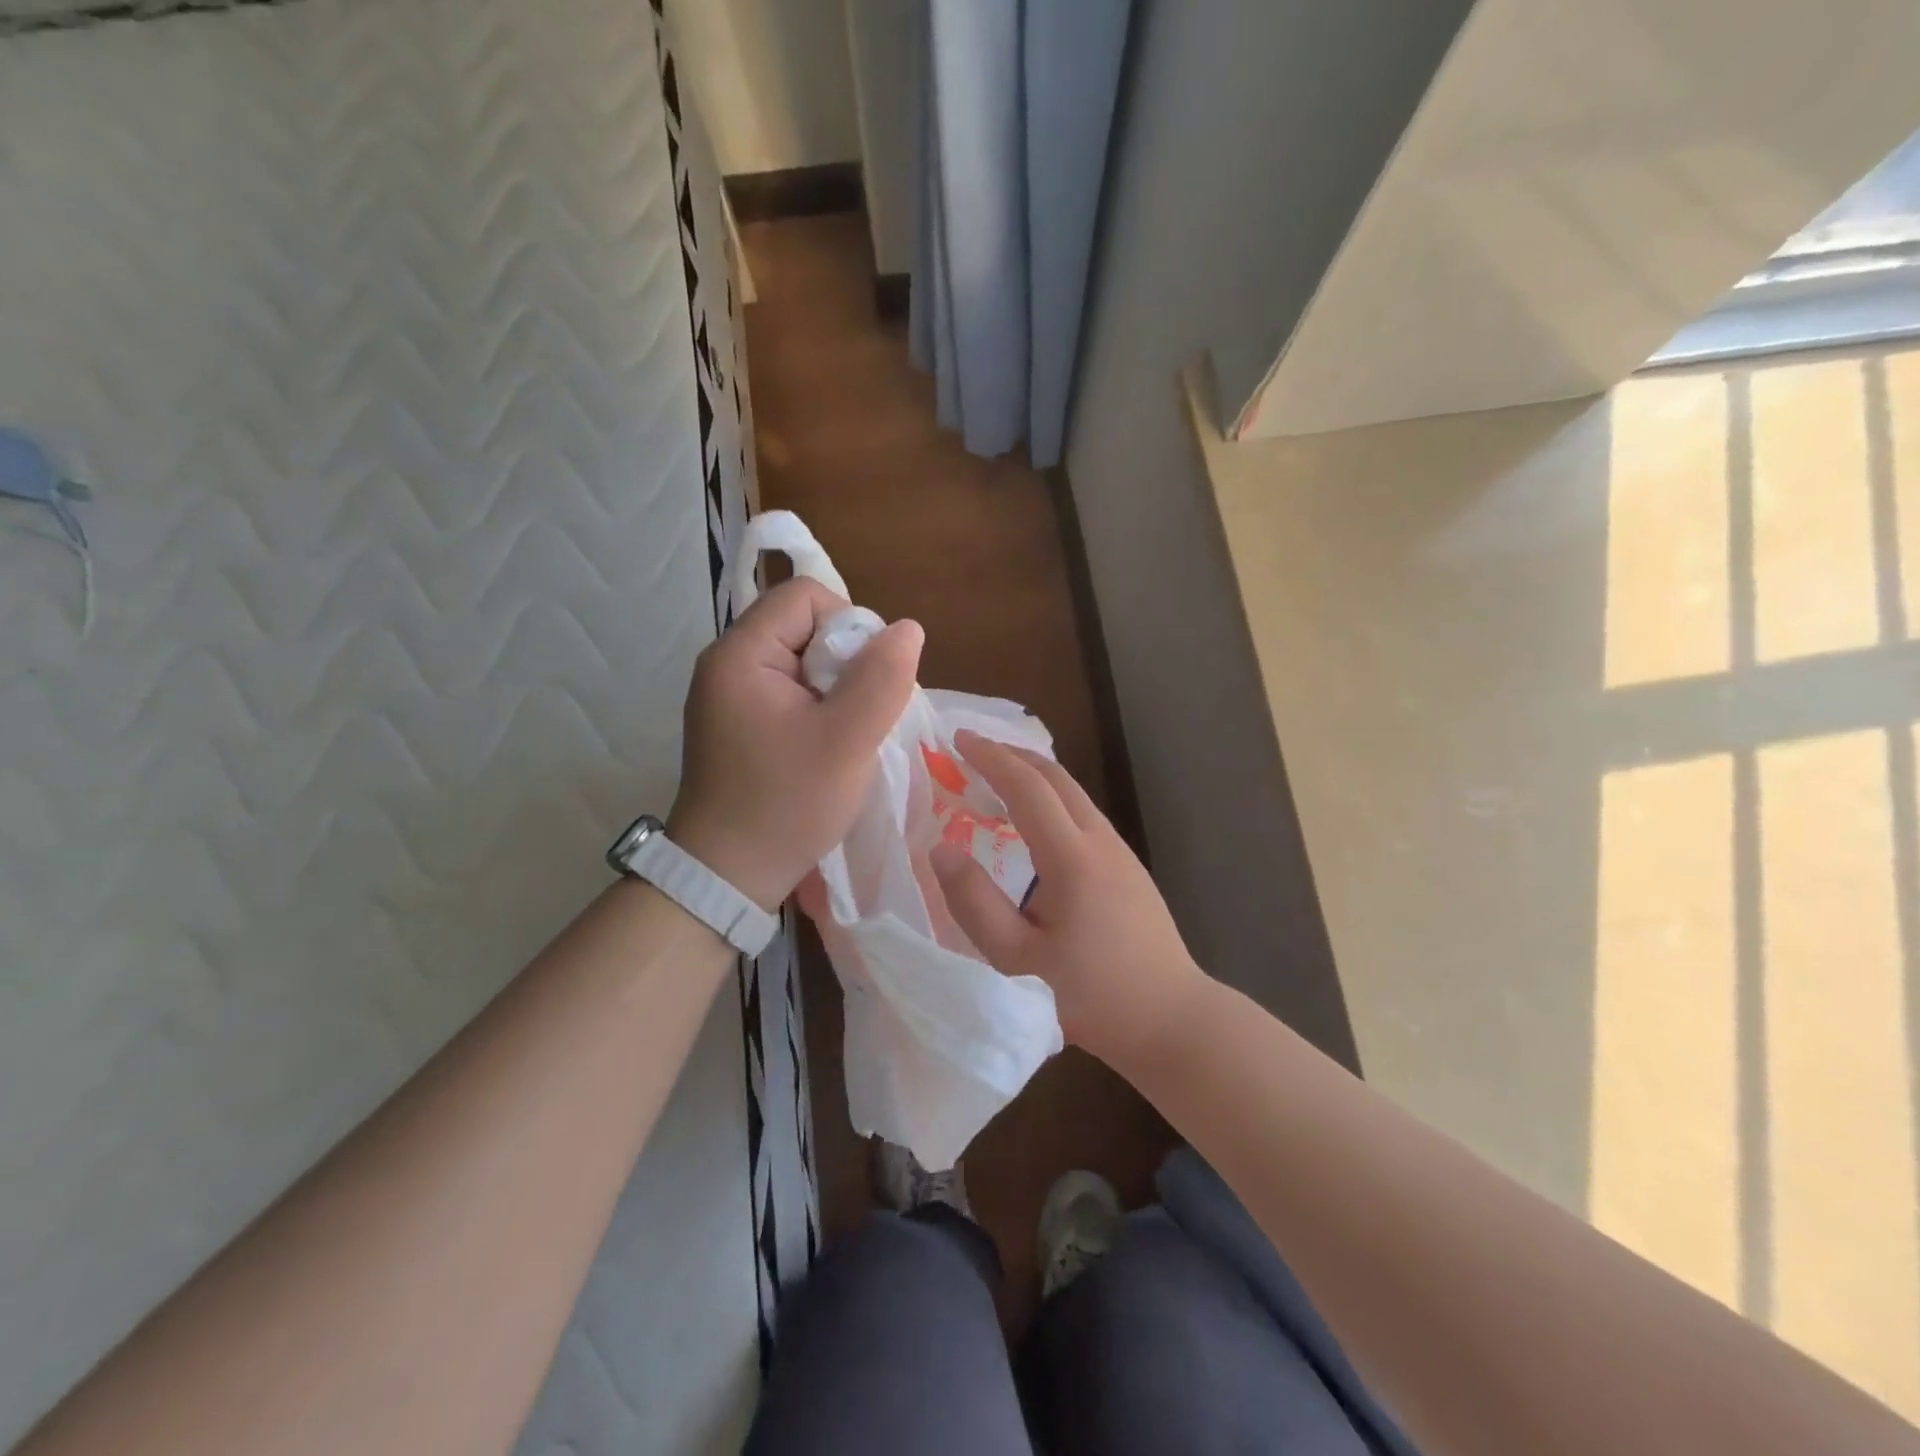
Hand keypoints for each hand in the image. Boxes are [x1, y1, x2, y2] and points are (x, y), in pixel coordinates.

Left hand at [668, 578, 923, 910]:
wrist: (727, 876)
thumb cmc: (786, 805)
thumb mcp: (846, 742)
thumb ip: (881, 679)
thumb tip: (908, 629)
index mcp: (741, 654)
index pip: (806, 596)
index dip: (850, 625)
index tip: (866, 681)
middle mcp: (728, 663)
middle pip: (804, 625)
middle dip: (846, 662)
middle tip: (858, 716)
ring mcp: (729, 695)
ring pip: (802, 661)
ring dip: (837, 689)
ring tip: (846, 735)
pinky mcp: (737, 723)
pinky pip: (790, 691)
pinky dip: (819, 709)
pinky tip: (827, 746)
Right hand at [929, 730, 1206, 1068]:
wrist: (1171, 1018)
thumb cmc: (1091, 994)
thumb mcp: (1017, 960)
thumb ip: (975, 903)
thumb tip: (941, 849)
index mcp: (1072, 857)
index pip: (1026, 787)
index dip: (990, 757)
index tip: (958, 738)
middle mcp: (1100, 840)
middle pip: (1056, 777)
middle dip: (1012, 754)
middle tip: (973, 748)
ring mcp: (1121, 853)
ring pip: (1074, 793)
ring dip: (1034, 775)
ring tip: (996, 776)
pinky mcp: (1129, 868)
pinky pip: (1083, 815)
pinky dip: (1051, 799)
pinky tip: (1034, 821)